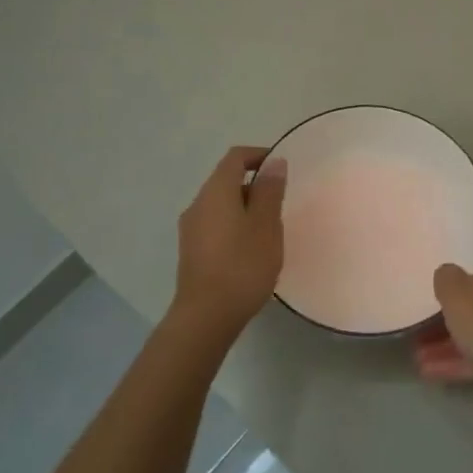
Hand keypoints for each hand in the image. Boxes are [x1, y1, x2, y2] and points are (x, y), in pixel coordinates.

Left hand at [171, 146, 286, 336]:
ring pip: (221, 204)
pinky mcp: (191, 251)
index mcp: (215, 191)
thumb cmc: (242, 265)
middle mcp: (198, 204)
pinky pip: (215, 224)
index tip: (281, 168)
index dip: (259, 155)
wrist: (206, 316)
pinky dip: (234, 225)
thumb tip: (274, 162)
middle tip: (280, 204)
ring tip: (269, 229)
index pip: (235, 157)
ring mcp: (191, 229)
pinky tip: (250, 249)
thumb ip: (270, 191)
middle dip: (254, 185)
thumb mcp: (266, 225)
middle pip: (226, 180)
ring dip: (245, 207)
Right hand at [415, 246, 472, 390]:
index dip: (458, 270)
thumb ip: (445, 277)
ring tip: (419, 356)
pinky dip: (464, 361)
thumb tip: (448, 273)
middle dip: (452, 313)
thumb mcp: (454, 292)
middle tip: (422, 323)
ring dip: (451, 341)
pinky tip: (434, 373)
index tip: (438, 286)